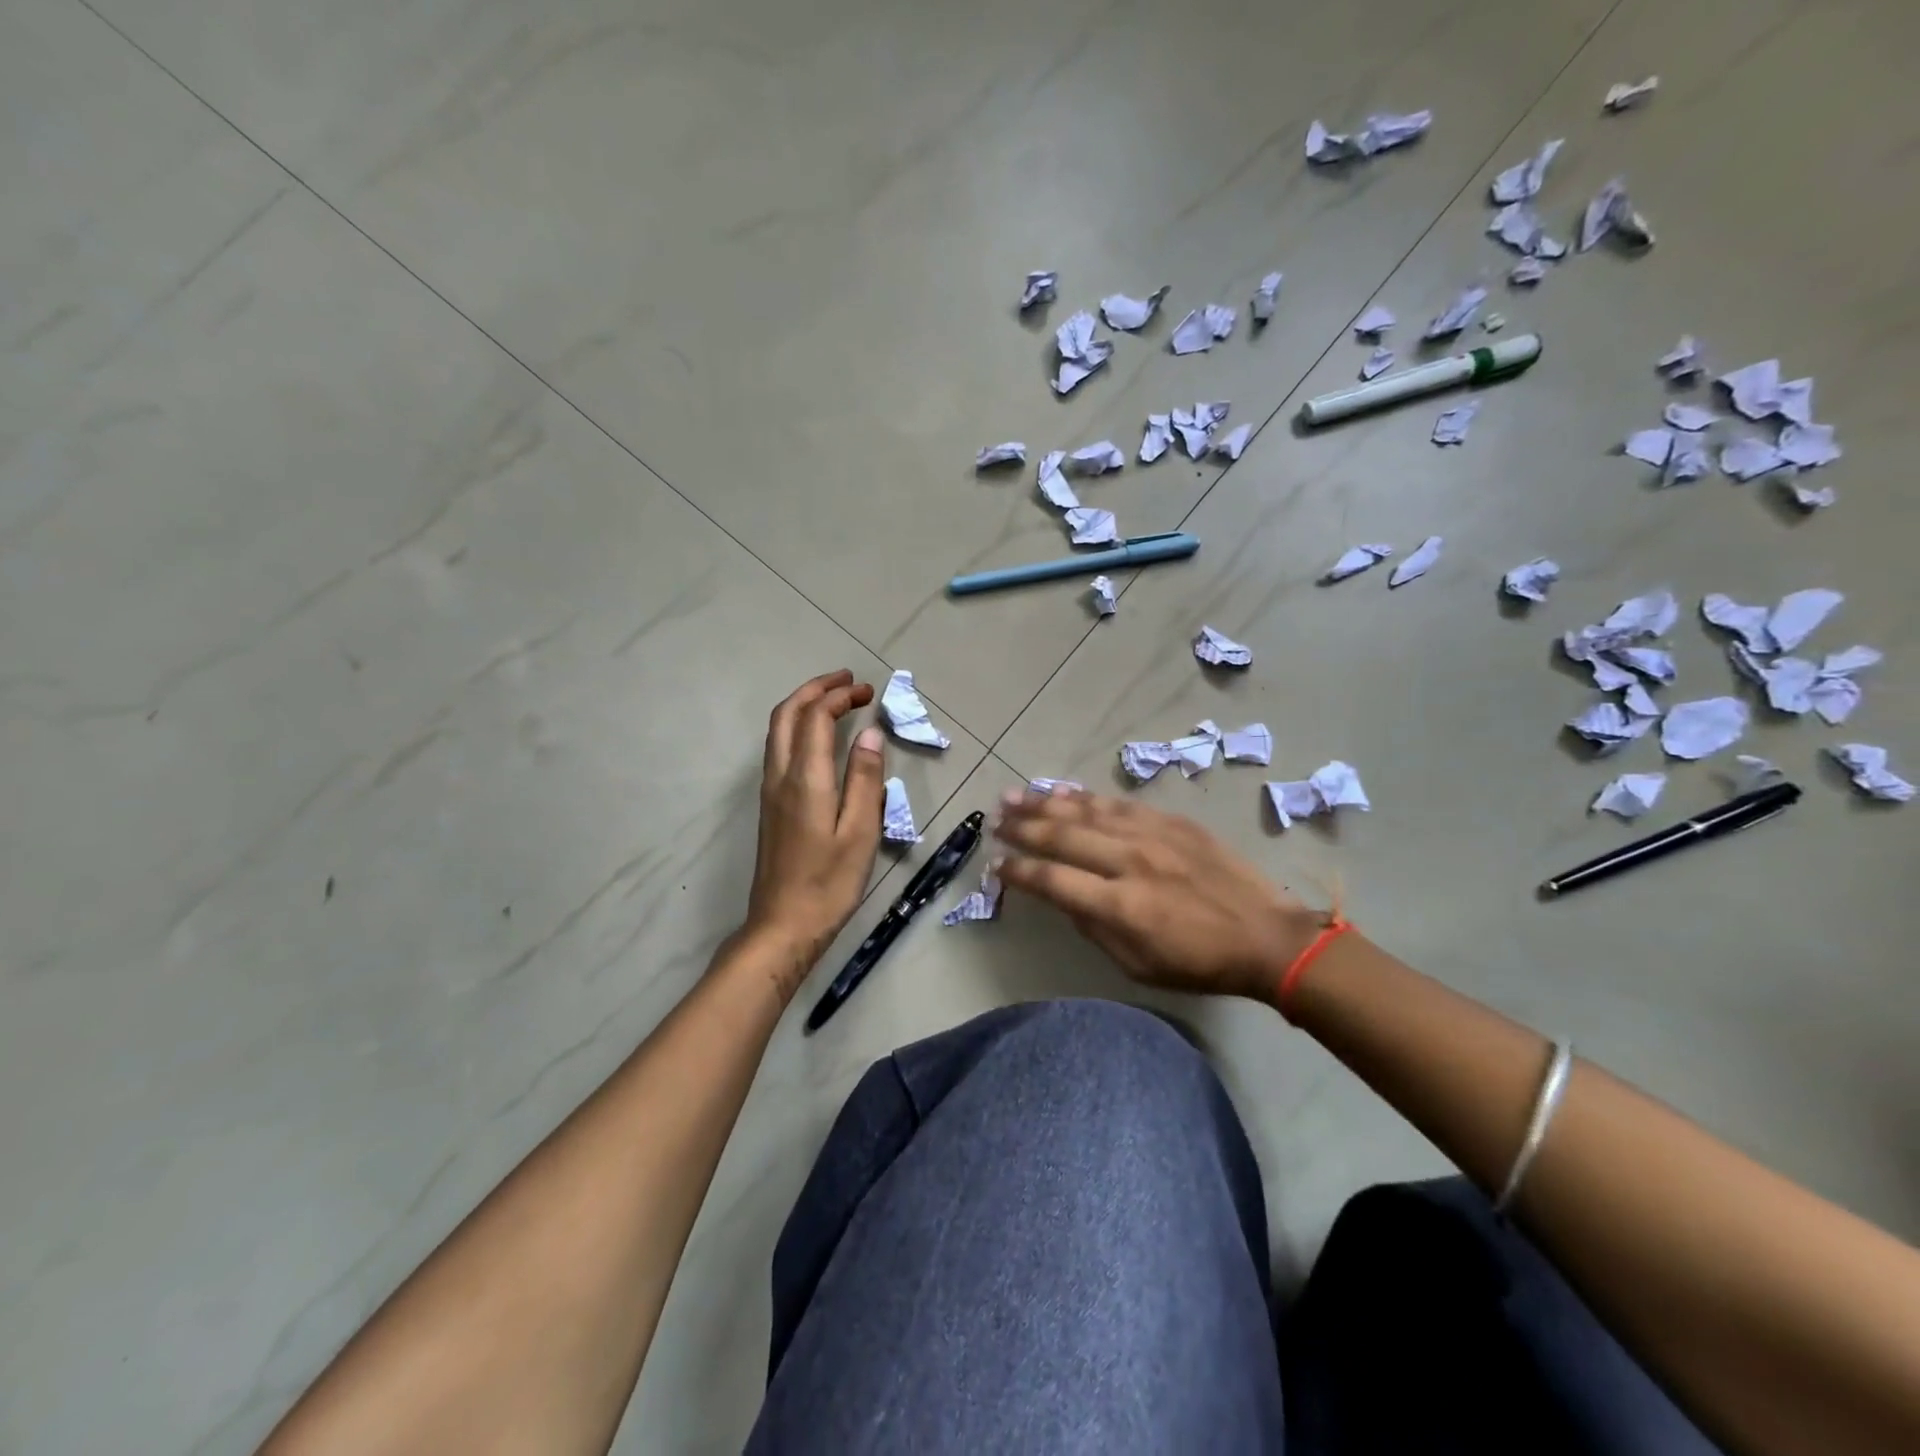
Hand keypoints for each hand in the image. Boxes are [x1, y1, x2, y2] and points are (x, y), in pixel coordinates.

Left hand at [741, 670, 886, 996]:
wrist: (783, 925)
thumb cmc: (829, 883)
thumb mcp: (860, 833)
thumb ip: (865, 780)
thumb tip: (869, 733)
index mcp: (804, 779)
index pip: (815, 717)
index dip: (838, 696)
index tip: (866, 691)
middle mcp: (780, 776)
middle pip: (787, 714)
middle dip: (815, 689)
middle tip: (847, 681)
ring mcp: (770, 791)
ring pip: (778, 730)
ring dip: (803, 705)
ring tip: (835, 700)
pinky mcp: (770, 805)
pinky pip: (779, 749)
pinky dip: (798, 727)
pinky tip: (819, 738)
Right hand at [992, 787, 1324, 1002]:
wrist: (1267, 936)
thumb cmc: (1198, 962)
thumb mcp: (1136, 964)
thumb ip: (1093, 926)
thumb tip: (1062, 896)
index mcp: (1119, 905)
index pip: (1051, 879)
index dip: (1017, 871)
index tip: (996, 864)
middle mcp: (1129, 860)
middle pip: (1062, 835)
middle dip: (1022, 827)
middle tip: (995, 820)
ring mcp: (1152, 834)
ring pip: (1086, 810)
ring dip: (1045, 802)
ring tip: (1014, 796)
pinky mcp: (1172, 821)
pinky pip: (1118, 803)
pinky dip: (1086, 797)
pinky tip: (1063, 791)